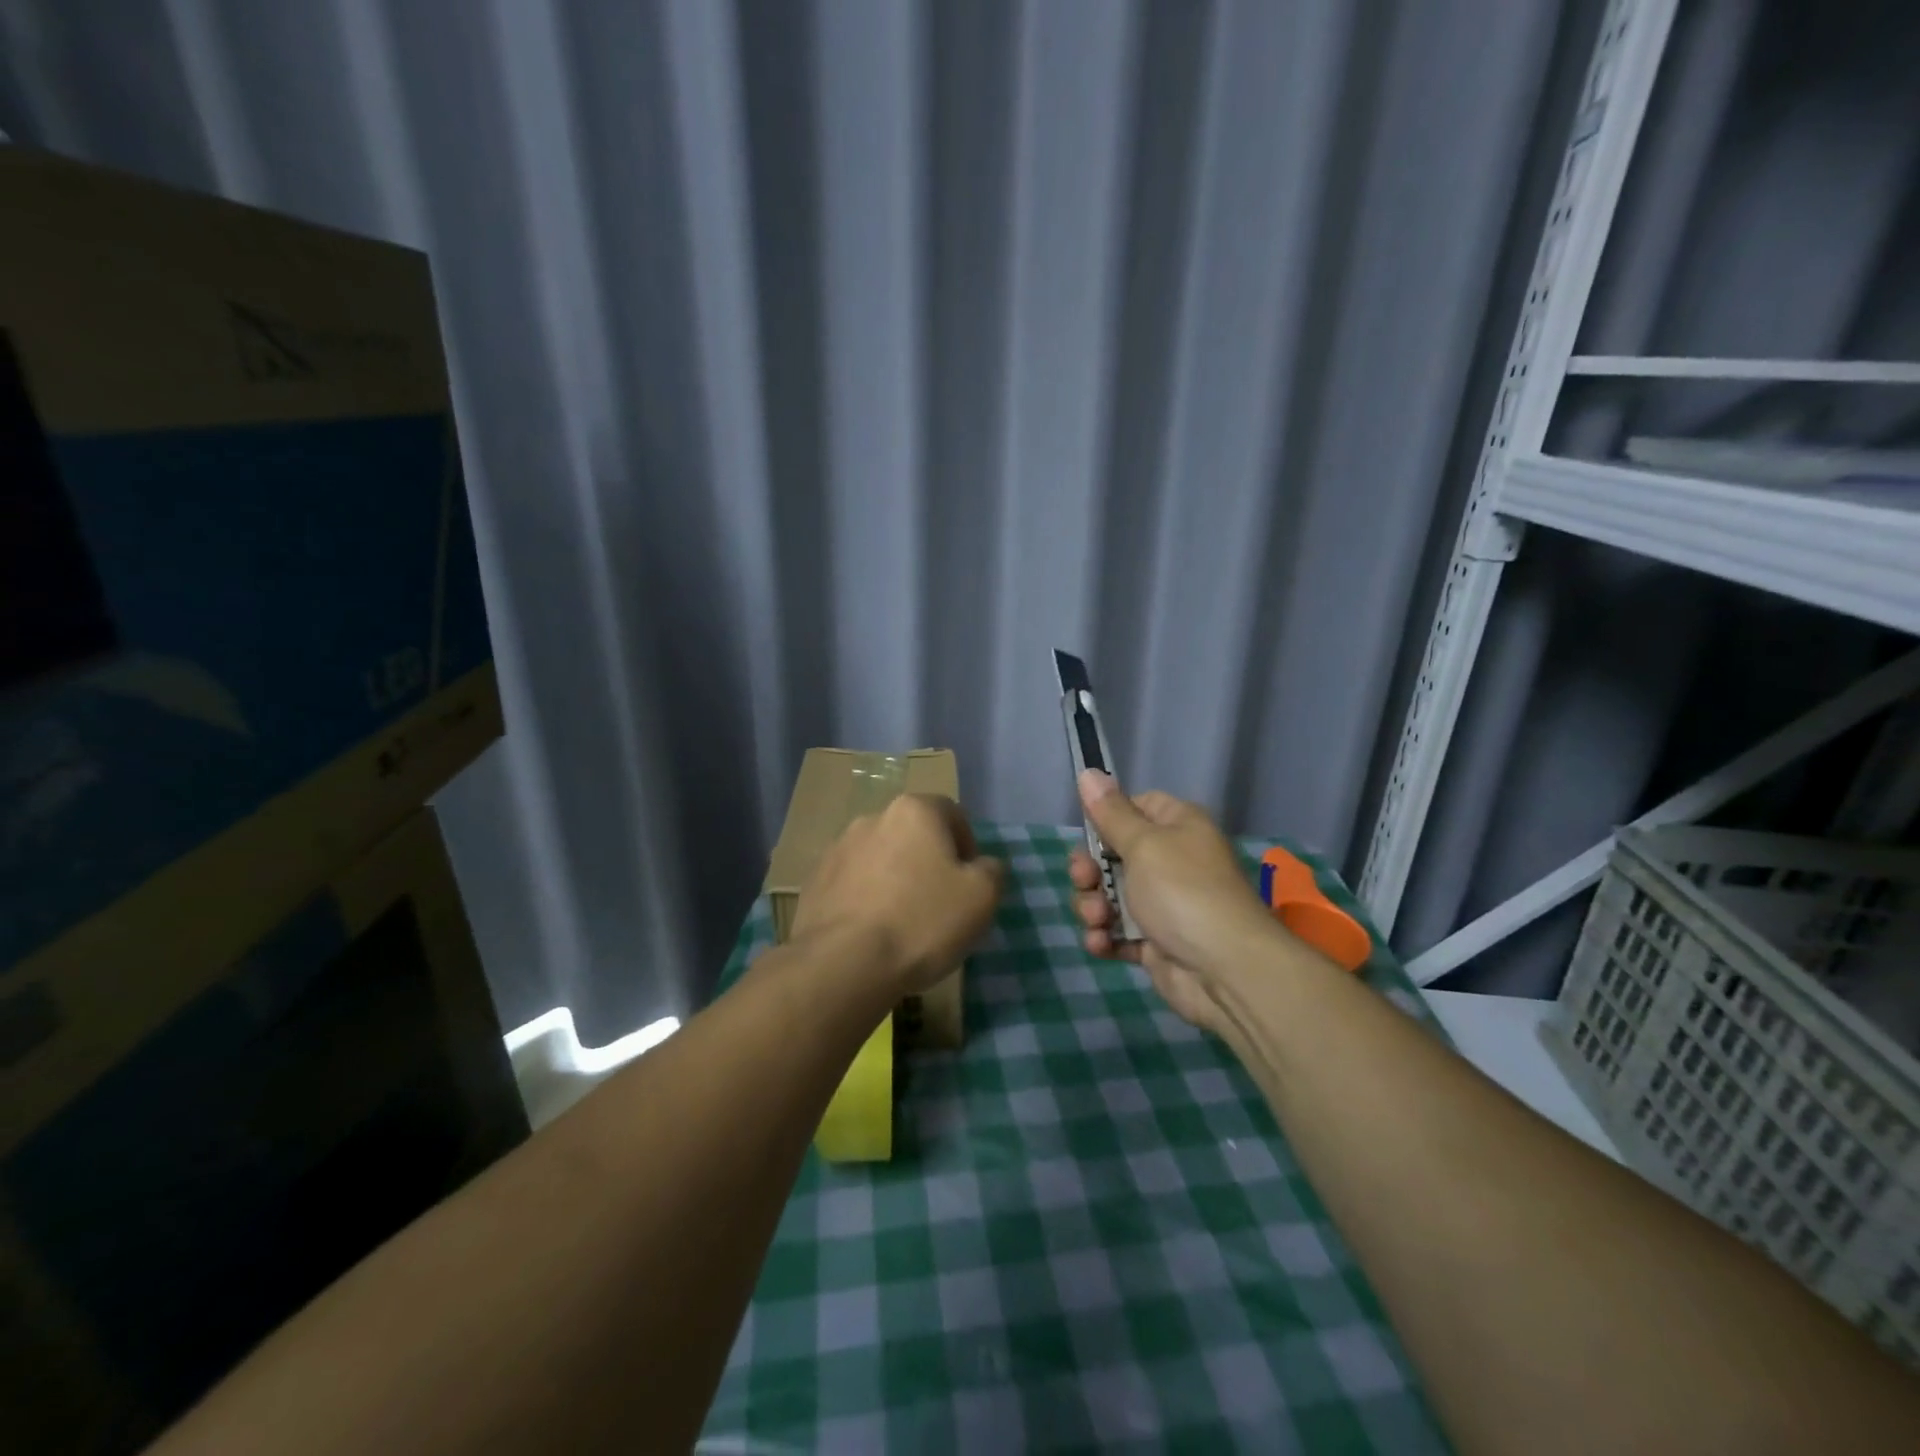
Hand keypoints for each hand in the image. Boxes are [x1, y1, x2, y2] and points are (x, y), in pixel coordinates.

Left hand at [790, 793, 1005, 995]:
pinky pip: (852, 884)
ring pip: (880, 859)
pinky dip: (866, 899)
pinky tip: (872, 933)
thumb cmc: (922, 921)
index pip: (951, 813)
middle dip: (928, 862)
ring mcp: (837, 849)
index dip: (967, 845)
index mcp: (914, 811)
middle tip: (940, 904)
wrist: (843, 963)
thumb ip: (991, 870)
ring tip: (903, 923)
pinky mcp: (814, 882)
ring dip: (895, 880)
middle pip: (912, 835)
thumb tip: (981, 865)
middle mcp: (872, 818)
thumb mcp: (982, 896)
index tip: (970, 882)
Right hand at [1068, 770, 1284, 1032]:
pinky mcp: (1156, 942)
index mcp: (1178, 827)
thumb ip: (1110, 813)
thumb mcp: (1142, 844)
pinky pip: (1118, 932)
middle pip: (1113, 854)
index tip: (1088, 832)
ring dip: (1093, 907)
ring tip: (1097, 921)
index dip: (1107, 818)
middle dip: (1090, 870)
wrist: (1225, 971)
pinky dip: (1105, 937)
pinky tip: (1101, 944)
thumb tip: (1088, 771)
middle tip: (1084, 881)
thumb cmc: (1182, 892)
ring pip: (1109, 895)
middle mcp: (1172, 860)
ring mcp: (1163, 904)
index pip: (1135, 806)